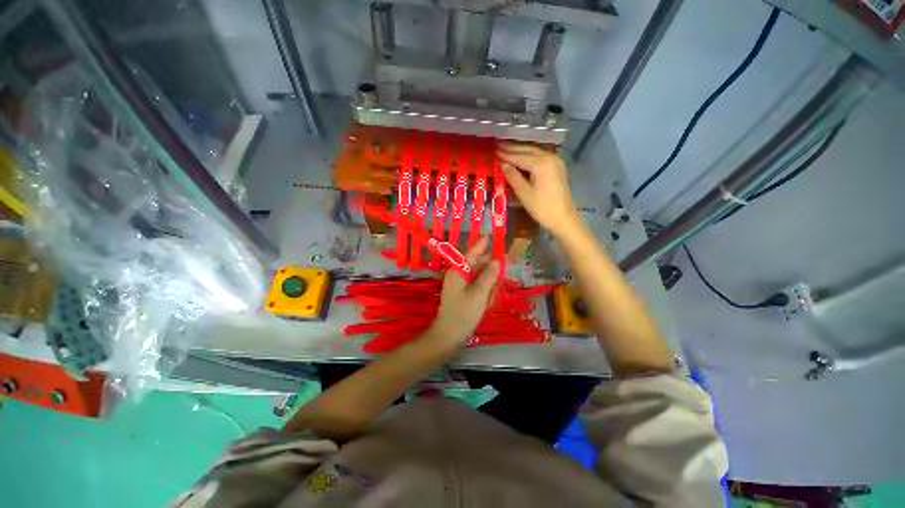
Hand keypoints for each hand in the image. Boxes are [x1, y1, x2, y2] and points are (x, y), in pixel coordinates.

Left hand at [427, 237, 499, 346]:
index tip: (489, 237)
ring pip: (480, 277)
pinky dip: (485, 292)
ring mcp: (461, 286)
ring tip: (493, 297)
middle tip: (504, 273)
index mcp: (458, 271)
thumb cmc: (463, 314)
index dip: (481, 246)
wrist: (449, 336)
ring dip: (489, 284)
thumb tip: (497, 261)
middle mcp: (458, 275)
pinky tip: (489, 301)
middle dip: (491, 270)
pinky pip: (478, 287)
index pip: (471, 254)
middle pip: (477, 265)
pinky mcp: (464, 295)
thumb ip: (488, 276)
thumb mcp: (478, 294)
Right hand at [498, 143, 581, 236]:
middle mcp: (550, 157)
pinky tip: (522, 155)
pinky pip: (541, 156)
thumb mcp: (524, 193)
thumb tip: (502, 164)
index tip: (494, 151)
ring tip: (507, 148)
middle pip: (528, 150)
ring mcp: (555, 161)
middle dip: (513, 149)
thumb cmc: (542, 208)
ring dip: (521, 150)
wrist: (563, 218)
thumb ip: (513, 176)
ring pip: (535, 152)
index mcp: (541, 164)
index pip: (519, 157)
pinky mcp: (557, 167)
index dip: (506, 155)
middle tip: (498, 146)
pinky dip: (529, 155)